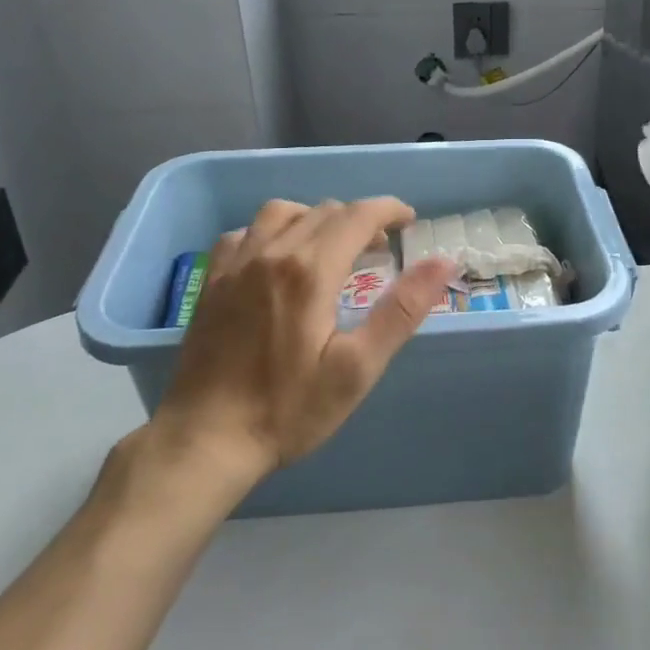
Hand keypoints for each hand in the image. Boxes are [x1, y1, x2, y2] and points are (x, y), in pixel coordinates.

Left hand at [147, 198, 456, 485]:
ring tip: (331, 245)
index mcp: (310, 271)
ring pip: (282, 212)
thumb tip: (443, 262)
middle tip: (379, 247)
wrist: (206, 439)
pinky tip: (278, 257)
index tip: (408, 220)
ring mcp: (235, 264)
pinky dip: (272, 231)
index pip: (357, 216)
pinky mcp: (212, 281)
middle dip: (359, 218)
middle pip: (324, 211)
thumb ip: (401, 310)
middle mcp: (271, 253)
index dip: (388, 210)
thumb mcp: (358, 368)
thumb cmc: (289, 409)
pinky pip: (245, 232)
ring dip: (316, 218)